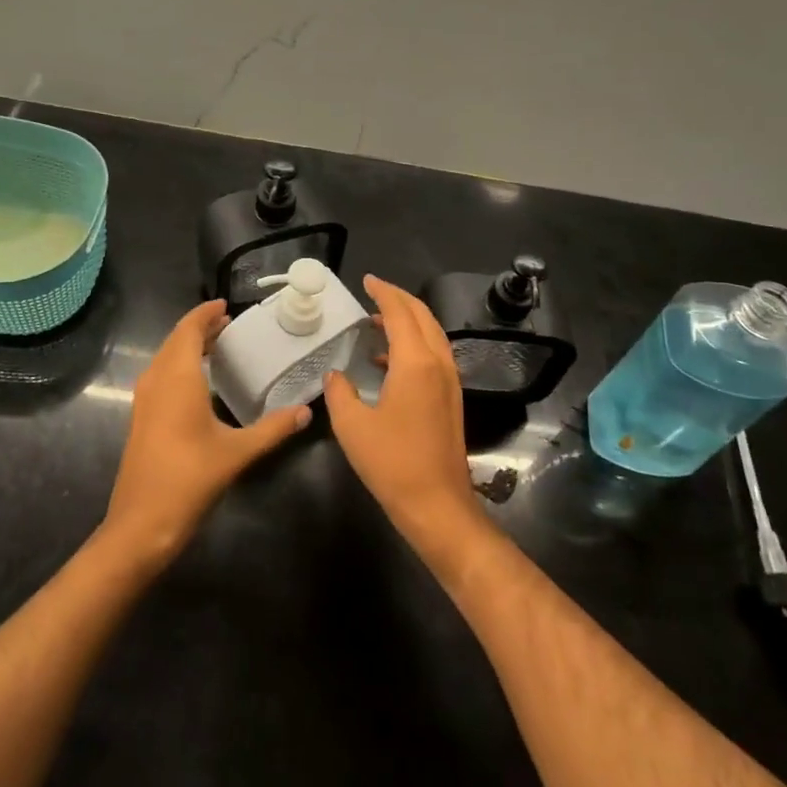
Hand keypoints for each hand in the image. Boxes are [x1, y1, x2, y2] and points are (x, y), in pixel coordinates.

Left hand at [103, 300, 309, 569]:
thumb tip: (306, 412)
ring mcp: (144, 399)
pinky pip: (160, 375)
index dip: (205, 314)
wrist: (141, 523)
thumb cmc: (190, 478)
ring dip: (188, 346)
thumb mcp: (237, 452)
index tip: (226, 306)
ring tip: (218, 347)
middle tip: (229, 325)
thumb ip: (273, 429)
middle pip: (176, 340)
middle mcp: (157, 379)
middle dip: (200, 328)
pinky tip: (199, 382)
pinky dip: (179, 365)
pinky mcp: (141, 417)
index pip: (189, 329)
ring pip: (166, 357)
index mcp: (178, 376)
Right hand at [324, 276, 484, 560]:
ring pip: (432, 335)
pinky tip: (388, 361)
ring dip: (408, 321)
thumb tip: (336, 375)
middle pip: (422, 317)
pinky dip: (414, 344)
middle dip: (400, 299)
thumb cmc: (392, 463)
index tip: (367, 280)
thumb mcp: (352, 427)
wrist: (438, 506)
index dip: (384, 292)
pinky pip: (434, 355)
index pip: (400, 313)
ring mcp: (449, 382)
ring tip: (378, 321)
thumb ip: (340, 392)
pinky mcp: (451, 400)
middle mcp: (438, 364)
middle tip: (375, 292)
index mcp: (415, 363)